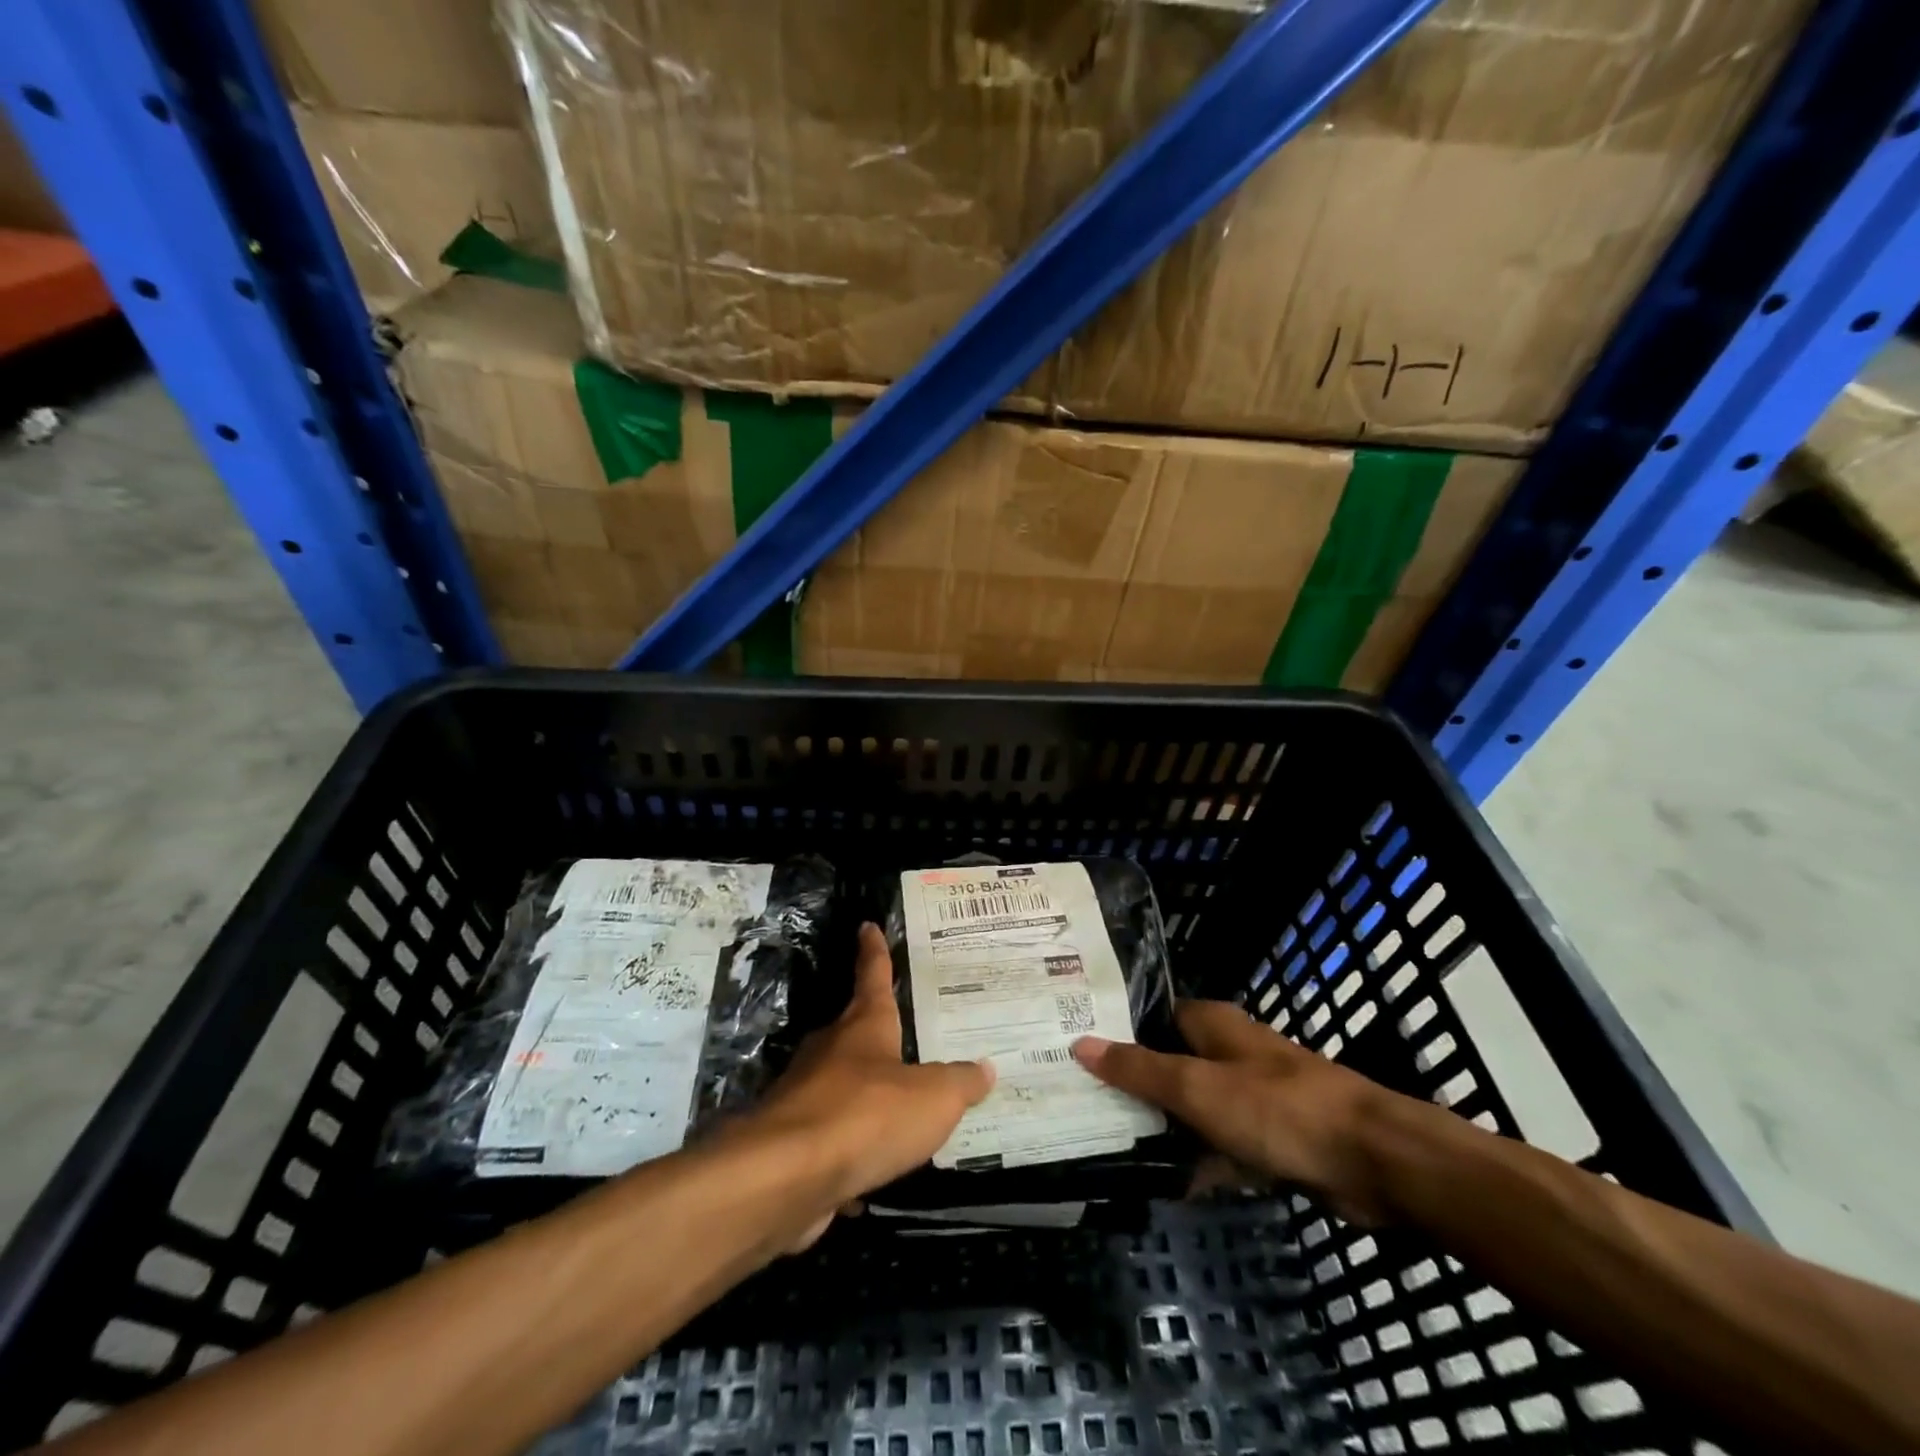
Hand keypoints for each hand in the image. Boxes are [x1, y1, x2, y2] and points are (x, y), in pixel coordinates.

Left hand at [744, 922, 994, 1225]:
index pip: (873, 976)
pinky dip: (850, 1154)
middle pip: (855, 1033)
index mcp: (864, 1027)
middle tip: (904, 1038)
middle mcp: (831, 1052)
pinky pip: (831, 1141)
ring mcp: (805, 1096)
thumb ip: (960, 1083)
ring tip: (897, 1113)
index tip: (867, 926)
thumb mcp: (934, 1097)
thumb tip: (984, 1068)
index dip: (875, 952)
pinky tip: (869, 1179)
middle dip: (875, 1034)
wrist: (785, 1176)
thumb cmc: (867, 1115)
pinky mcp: (792, 1143)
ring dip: (864, 1098)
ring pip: (841, 1088)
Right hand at [1074, 1000, 1391, 1222]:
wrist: (1372, 1161)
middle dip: (1133, 1084)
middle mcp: (1227, 1051)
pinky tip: (1166, 1184)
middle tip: (1082, 1103)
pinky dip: (1199, 1161)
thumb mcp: (1196, 1087)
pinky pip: (1220, 1144)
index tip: (1073, 1049)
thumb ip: (1138, 1069)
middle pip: (1168, 1062)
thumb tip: (1080, 1042)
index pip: (1149, 1017)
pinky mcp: (1268, 1137)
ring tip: (1109, 1145)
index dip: (1115, 1031)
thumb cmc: (1276, 1108)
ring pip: (1192, 1107)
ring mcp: (1249, 1095)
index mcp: (1210, 1024)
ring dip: (1163, 1127)